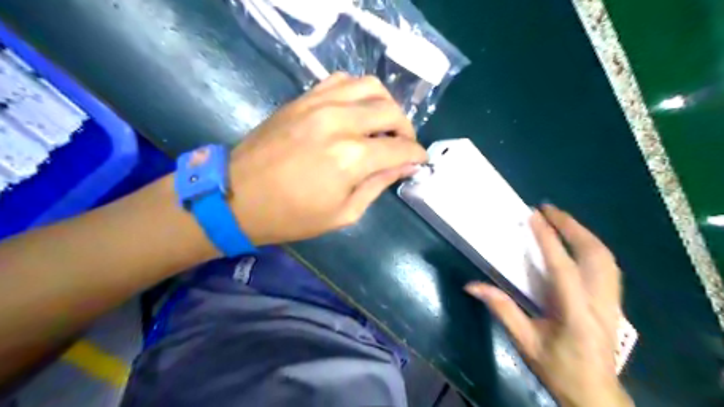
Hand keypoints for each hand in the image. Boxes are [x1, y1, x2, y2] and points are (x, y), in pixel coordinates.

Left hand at [228, 71, 425, 244]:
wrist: (238, 196)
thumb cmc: (291, 215)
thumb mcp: (343, 213)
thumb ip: (378, 184)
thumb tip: (405, 165)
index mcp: (351, 158)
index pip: (400, 147)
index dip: (416, 154)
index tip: (420, 160)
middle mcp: (340, 122)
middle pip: (390, 111)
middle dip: (406, 129)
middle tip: (403, 145)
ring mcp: (319, 103)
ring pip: (370, 86)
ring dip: (386, 105)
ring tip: (383, 125)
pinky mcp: (303, 98)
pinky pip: (342, 80)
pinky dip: (359, 92)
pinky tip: (357, 111)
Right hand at [464, 205, 634, 406]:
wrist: (595, 394)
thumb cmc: (557, 368)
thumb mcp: (525, 342)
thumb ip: (501, 309)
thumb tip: (471, 285)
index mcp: (576, 313)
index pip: (562, 267)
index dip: (548, 239)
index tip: (534, 217)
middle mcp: (600, 303)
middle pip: (594, 255)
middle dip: (571, 227)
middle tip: (549, 210)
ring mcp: (613, 302)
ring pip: (605, 257)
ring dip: (583, 233)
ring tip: (561, 219)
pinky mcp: (614, 303)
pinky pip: (608, 266)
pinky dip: (592, 246)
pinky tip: (578, 242)